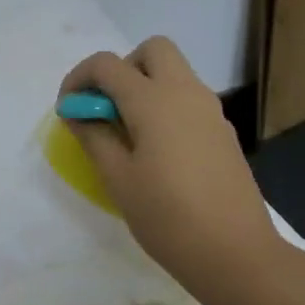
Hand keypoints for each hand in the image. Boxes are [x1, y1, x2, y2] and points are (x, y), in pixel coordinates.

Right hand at [59, 38, 280, 293]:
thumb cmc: (167, 217)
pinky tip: (156, 151)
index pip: (107, 64)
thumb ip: (93, 135)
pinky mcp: (222, 132)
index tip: (68, 110)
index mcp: (154, 101)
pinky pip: (188, 99)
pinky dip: (165, 106)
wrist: (235, 253)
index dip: (79, 79)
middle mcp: (186, 93)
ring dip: (145, 86)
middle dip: (122, 68)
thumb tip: (77, 111)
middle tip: (107, 108)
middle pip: (152, 50)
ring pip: (174, 73)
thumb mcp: (118, 178)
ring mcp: (210, 111)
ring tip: (126, 133)